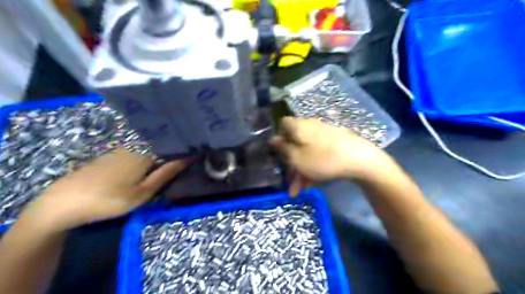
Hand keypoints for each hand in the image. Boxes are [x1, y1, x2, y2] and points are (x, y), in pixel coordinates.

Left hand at [21, 149, 191, 229]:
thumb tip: (188, 158)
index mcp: (145, 153)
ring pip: (150, 148)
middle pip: (161, 144)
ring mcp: (122, 150)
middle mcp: (135, 146)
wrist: (64, 202)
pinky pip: (138, 151)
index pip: (172, 145)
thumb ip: (166, 174)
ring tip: (173, 160)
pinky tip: (150, 164)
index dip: (185, 147)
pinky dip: (148, 155)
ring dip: (162, 152)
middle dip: (175, 149)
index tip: (197, 151)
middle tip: (187, 159)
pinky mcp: (113, 155)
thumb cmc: (109, 199)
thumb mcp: (143, 192)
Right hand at [271, 116, 393, 195]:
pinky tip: (312, 185)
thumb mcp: (297, 158)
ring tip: (299, 191)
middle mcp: (311, 128)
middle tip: (289, 182)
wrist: (360, 160)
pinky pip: (319, 155)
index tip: (279, 153)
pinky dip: (313, 168)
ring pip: (307, 152)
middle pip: (295, 143)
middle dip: (291, 164)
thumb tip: (272, 139)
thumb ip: (283, 149)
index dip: (279, 138)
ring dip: (301, 171)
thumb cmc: (322, 159)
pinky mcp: (335, 145)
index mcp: (299, 127)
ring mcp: (324, 136)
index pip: (283, 124)